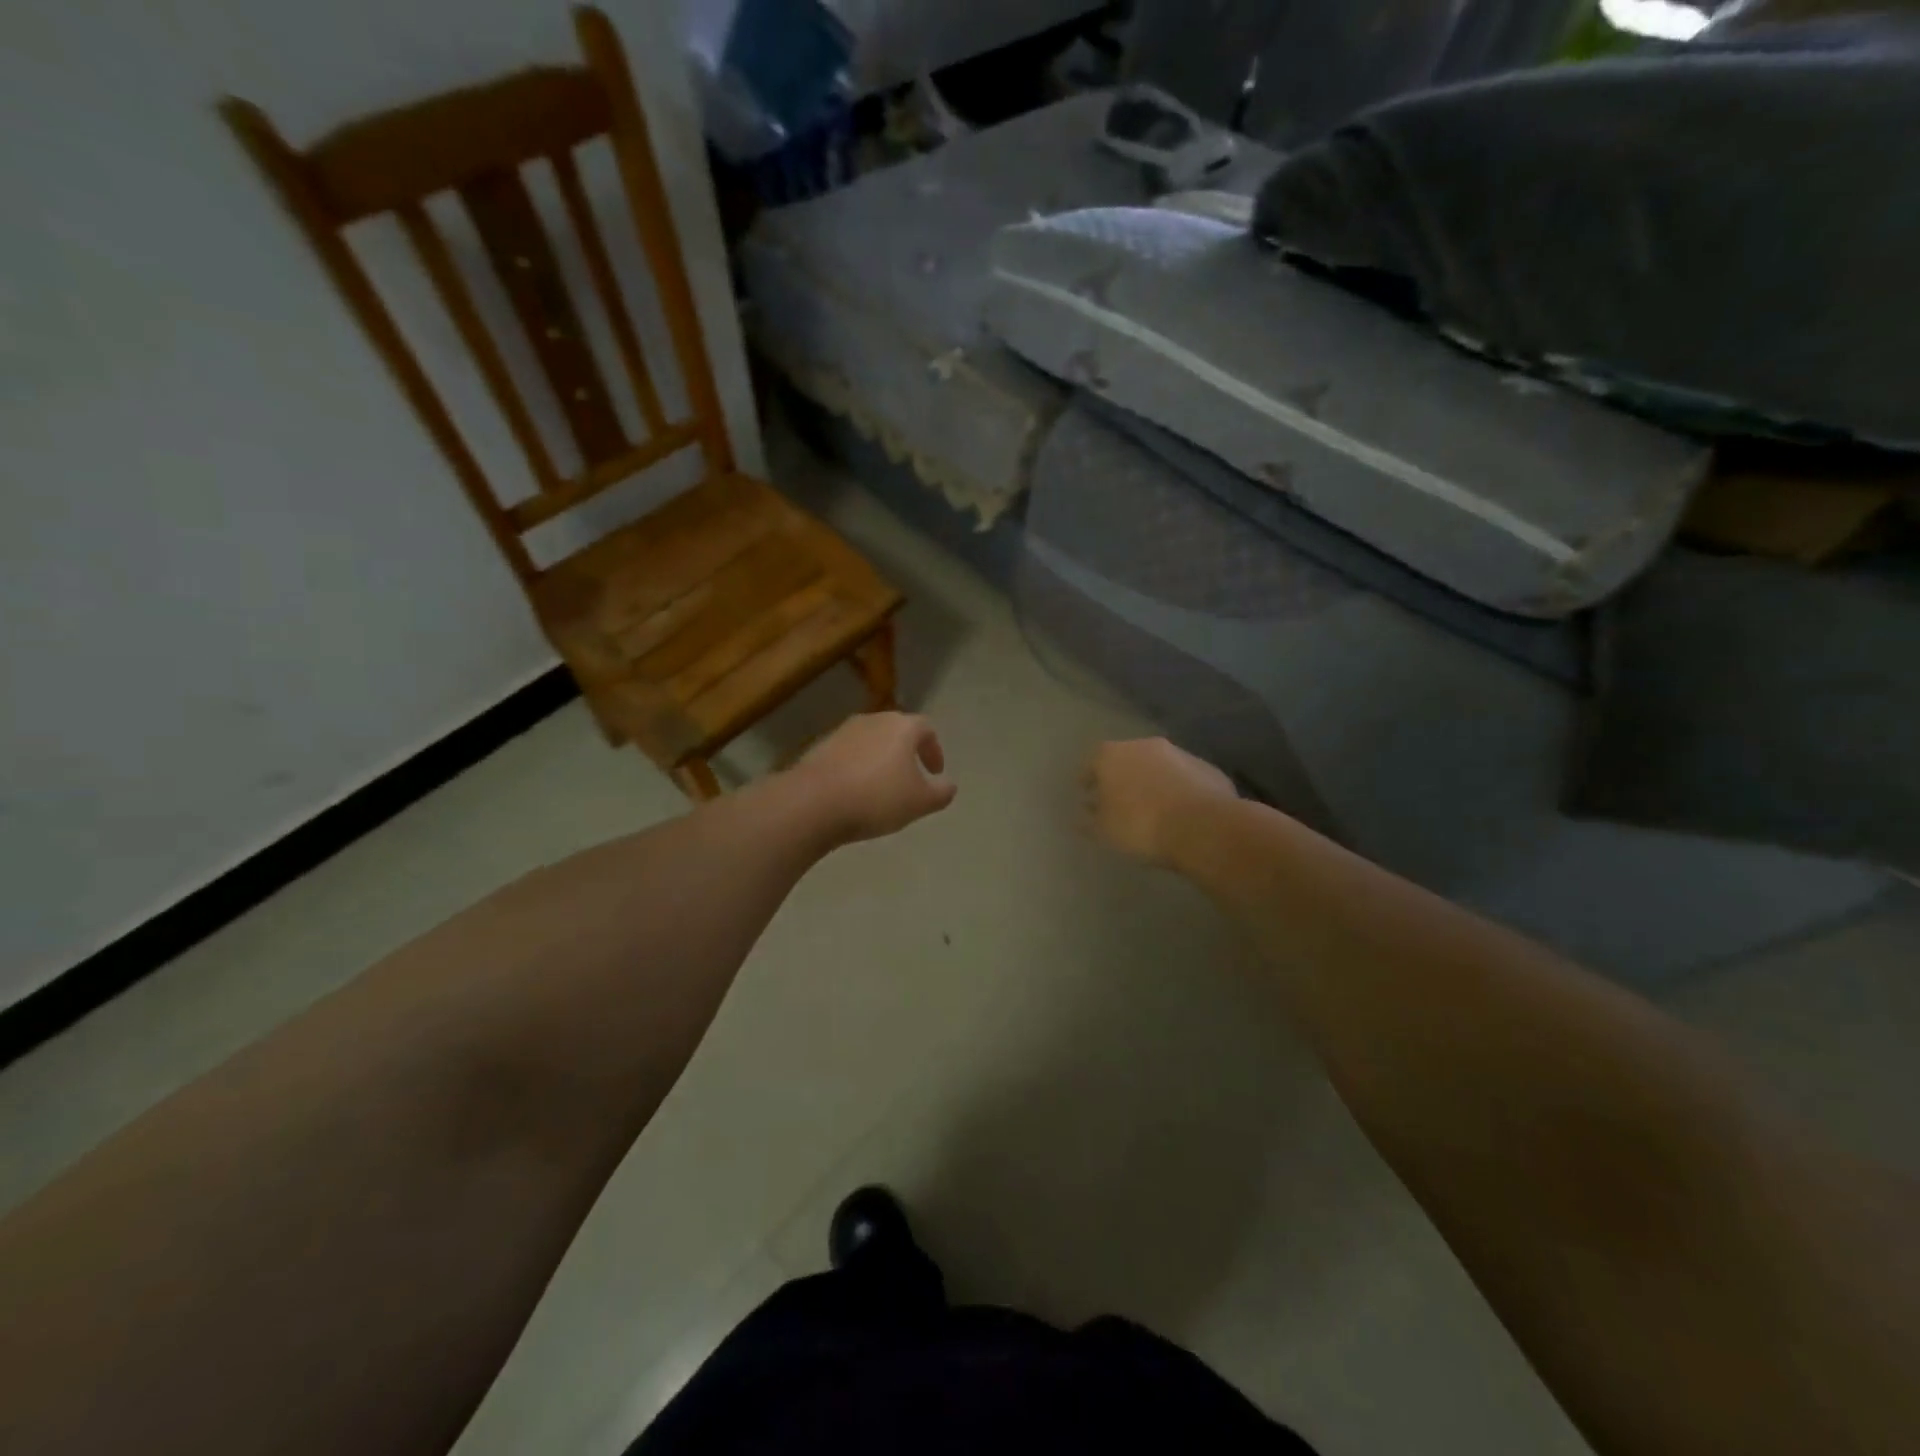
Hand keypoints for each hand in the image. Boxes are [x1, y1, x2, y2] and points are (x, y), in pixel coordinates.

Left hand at [790, 712, 956, 845]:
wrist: (812, 802)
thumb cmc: (876, 798)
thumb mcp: (920, 802)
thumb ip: (941, 792)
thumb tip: (949, 785)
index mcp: (902, 726)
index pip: (926, 729)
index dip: (934, 749)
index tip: (934, 772)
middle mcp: (872, 720)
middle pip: (896, 731)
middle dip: (907, 752)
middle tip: (911, 777)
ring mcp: (842, 731)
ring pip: (870, 742)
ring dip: (880, 760)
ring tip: (882, 788)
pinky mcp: (819, 747)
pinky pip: (848, 754)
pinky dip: (857, 768)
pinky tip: (855, 792)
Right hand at [1084, 738, 1235, 864]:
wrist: (1201, 825)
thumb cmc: (1140, 825)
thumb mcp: (1104, 830)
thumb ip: (1090, 819)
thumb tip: (1083, 814)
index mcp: (1111, 755)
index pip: (1092, 762)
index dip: (1088, 778)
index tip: (1086, 791)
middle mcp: (1143, 745)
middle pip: (1126, 758)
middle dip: (1122, 776)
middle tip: (1119, 798)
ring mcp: (1178, 753)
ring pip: (1158, 765)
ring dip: (1152, 780)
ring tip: (1151, 805)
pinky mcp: (1206, 767)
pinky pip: (1184, 777)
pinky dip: (1178, 788)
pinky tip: (1179, 809)